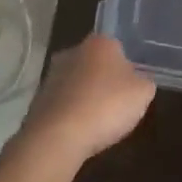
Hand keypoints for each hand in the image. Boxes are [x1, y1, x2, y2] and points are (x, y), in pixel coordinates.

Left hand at [22, 35, 153, 163]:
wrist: (57, 138)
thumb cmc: (106, 106)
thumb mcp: (143, 93)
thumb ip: (144, 81)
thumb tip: (139, 80)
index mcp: (100, 42)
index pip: (118, 47)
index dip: (127, 66)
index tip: (132, 86)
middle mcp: (73, 52)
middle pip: (95, 64)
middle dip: (104, 80)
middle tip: (117, 102)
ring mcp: (51, 77)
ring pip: (76, 84)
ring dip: (85, 98)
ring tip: (98, 122)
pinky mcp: (37, 102)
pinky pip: (62, 105)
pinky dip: (71, 115)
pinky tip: (80, 132)